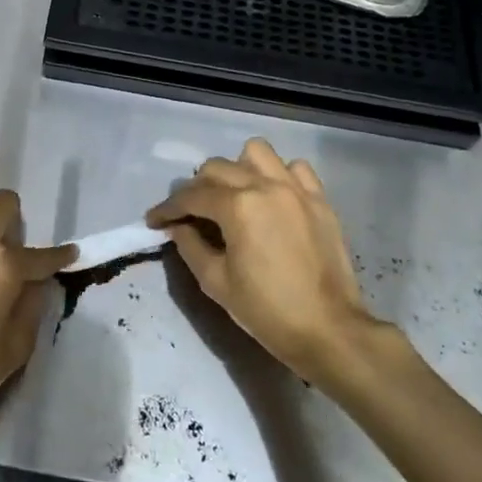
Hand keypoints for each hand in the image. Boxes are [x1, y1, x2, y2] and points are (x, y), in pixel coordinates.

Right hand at [147, 139, 396, 387]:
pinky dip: (278, 175)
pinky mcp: (319, 199)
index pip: (191, 196)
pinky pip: (295, 168)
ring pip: (257, 153)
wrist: (328, 329)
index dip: (167, 208)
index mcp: (238, 206)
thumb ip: (190, 246)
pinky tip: (272, 198)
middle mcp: (266, 185)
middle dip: (196, 188)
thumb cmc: (266, 310)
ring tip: (233, 196)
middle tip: (190, 214)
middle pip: (218, 168)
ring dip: (237, 169)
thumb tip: (178, 227)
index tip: (153, 220)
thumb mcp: (216, 282)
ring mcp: (296, 189)